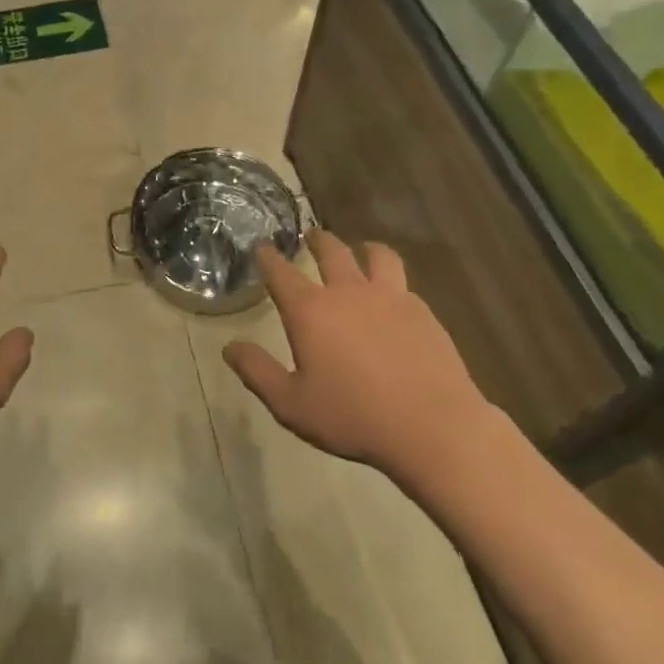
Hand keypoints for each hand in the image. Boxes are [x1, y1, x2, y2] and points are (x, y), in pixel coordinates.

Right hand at [223, 230, 494, 478]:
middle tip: (310, 236)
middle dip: (316, 239)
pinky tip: (392, 296)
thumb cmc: (354, 417)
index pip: (281, 272)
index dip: (268, 257)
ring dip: (363, 248)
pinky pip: (403, 282)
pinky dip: (391, 280)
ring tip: (360, 251)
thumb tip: (230, 348)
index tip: (262, 247)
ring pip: (376, 254)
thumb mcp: (292, 404)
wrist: (433, 427)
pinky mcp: (422, 311)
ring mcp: (389, 297)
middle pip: (330, 250)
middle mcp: (347, 291)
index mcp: (311, 310)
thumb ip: (257, 372)